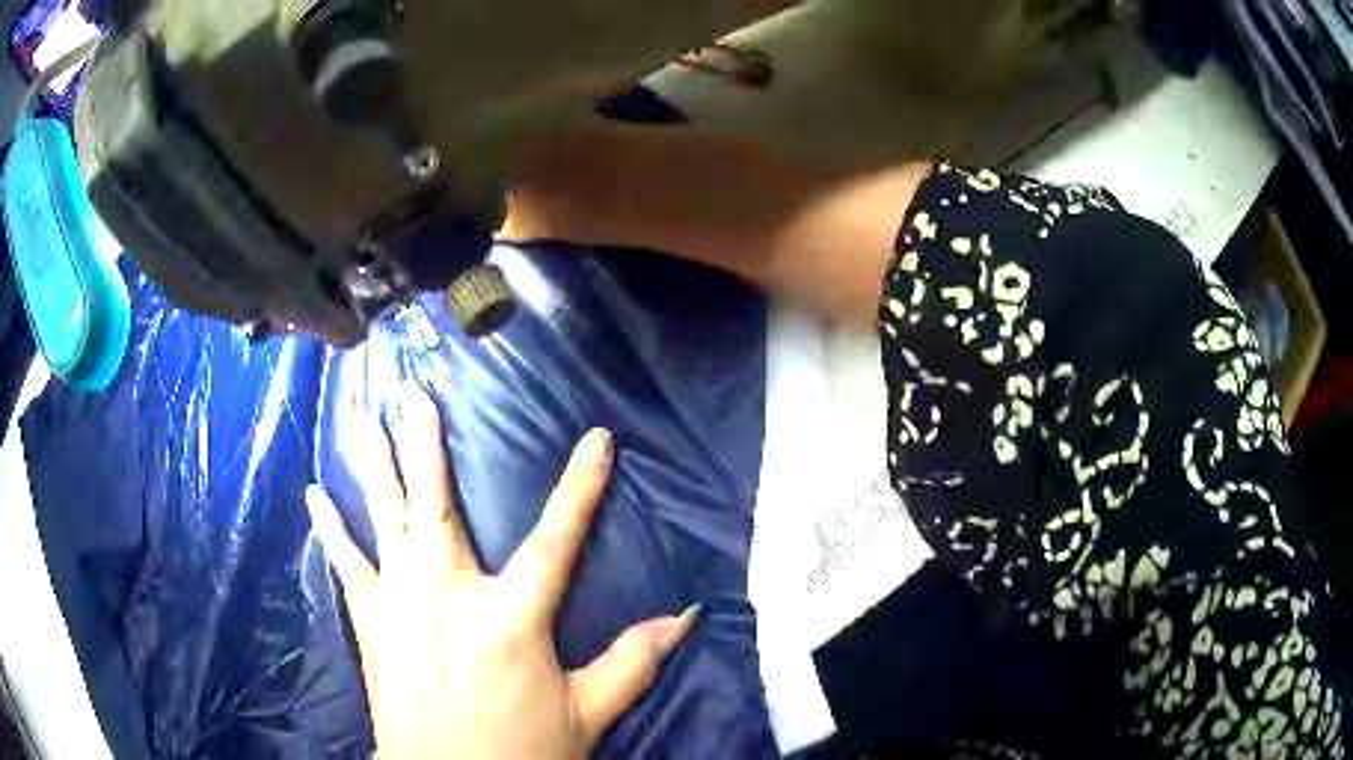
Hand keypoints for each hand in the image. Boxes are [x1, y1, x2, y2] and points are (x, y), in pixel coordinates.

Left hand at [305, 387, 697, 759]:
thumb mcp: (586, 714)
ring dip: (374, 465)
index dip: (581, 489)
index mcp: (510, 618)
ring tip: (361, 418)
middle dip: (425, 444)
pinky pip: (346, 563)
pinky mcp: (370, 620)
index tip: (598, 440)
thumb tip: (686, 618)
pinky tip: (315, 494)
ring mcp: (400, 604)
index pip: (557, 540)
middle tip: (412, 393)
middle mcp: (448, 596)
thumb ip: (634, 662)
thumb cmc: (518, 750)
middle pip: (437, 506)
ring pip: (385, 520)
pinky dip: (330, 527)